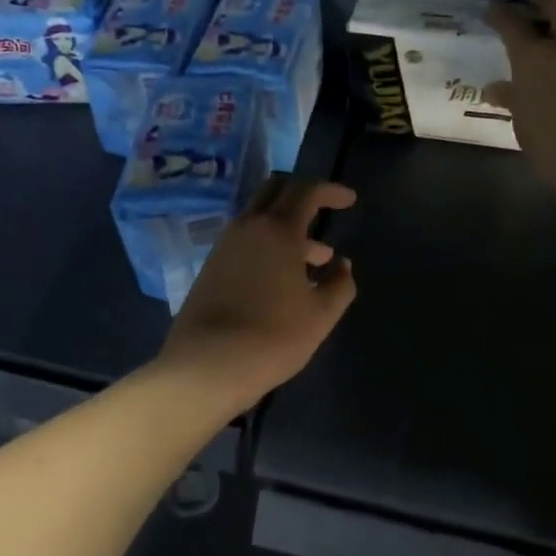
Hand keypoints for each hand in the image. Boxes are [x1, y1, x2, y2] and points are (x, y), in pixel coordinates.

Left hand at [155, 178, 356, 417]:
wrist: (207, 365)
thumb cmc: (273, 337)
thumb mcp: (320, 316)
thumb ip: (339, 284)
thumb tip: (342, 265)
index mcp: (277, 229)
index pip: (306, 191)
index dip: (330, 191)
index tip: (349, 200)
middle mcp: (248, 227)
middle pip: (275, 192)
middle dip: (302, 196)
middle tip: (324, 213)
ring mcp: (224, 245)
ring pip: (259, 218)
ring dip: (287, 227)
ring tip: (316, 258)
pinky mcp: (211, 266)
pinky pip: (245, 240)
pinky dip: (268, 244)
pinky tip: (283, 277)